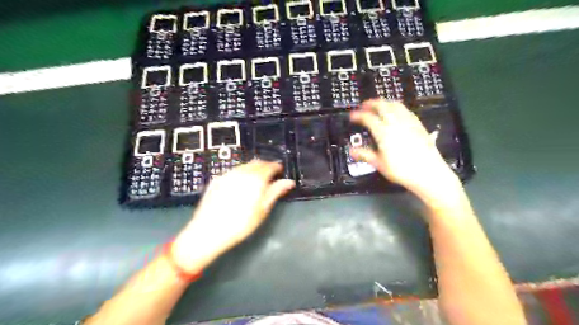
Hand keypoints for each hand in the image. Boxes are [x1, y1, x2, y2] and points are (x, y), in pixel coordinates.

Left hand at [170, 161, 291, 272]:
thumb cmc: (240, 224)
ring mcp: (227, 175)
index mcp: (255, 179)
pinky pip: (233, 171)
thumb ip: (275, 192)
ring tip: (257, 180)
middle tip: (270, 175)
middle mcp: (241, 172)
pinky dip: (241, 173)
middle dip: (265, 166)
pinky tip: (241, 184)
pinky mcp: (217, 180)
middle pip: (257, 163)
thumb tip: (289, 182)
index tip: (280, 170)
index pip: (269, 166)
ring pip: (244, 166)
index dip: (277, 167)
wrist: (208, 231)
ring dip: (253, 169)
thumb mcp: (262, 210)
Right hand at [348, 100, 462, 198]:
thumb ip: (364, 155)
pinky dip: (396, 107)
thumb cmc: (402, 170)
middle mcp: (395, 123)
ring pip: (395, 105)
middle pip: (382, 105)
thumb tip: (352, 151)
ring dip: (384, 102)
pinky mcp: (418, 124)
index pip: (368, 118)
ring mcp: (408, 122)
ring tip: (378, 106)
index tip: (352, 116)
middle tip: (363, 106)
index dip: (358, 115)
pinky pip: (405, 110)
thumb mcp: (379, 164)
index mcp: (383, 132)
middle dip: (371, 103)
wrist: (428, 172)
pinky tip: (396, 112)